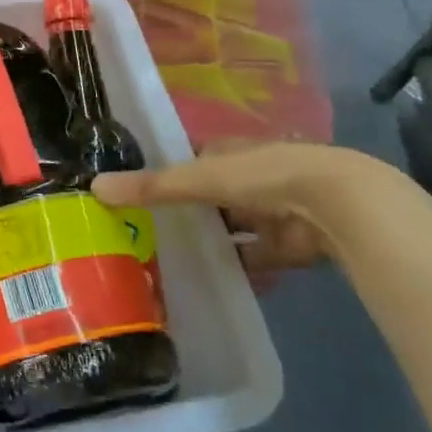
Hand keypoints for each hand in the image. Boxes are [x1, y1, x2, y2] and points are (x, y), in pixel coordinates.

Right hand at [92, 142, 384, 273]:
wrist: (338, 204)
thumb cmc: (264, 176)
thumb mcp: (199, 178)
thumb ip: (151, 186)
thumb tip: (94, 187)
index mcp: (229, 151)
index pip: (190, 158)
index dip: (165, 172)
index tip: (135, 191)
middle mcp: (250, 176)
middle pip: (209, 194)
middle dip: (184, 210)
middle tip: (143, 231)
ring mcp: (272, 210)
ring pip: (230, 226)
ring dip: (209, 239)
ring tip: (166, 258)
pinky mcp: (289, 243)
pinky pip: (252, 256)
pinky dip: (234, 266)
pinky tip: (205, 280)